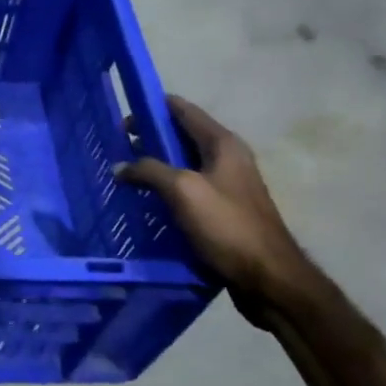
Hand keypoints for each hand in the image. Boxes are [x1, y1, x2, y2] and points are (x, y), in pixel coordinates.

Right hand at [114, 97, 325, 331]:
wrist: (269, 278)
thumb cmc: (228, 226)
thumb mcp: (183, 190)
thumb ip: (148, 171)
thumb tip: (120, 167)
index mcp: (222, 144)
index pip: (182, 109)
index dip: (151, 107)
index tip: (121, 114)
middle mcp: (227, 158)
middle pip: (180, 135)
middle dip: (148, 137)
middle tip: (116, 146)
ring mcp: (226, 184)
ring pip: (182, 163)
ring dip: (154, 164)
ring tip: (124, 171)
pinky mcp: (222, 209)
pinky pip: (187, 188)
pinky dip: (165, 187)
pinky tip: (145, 199)